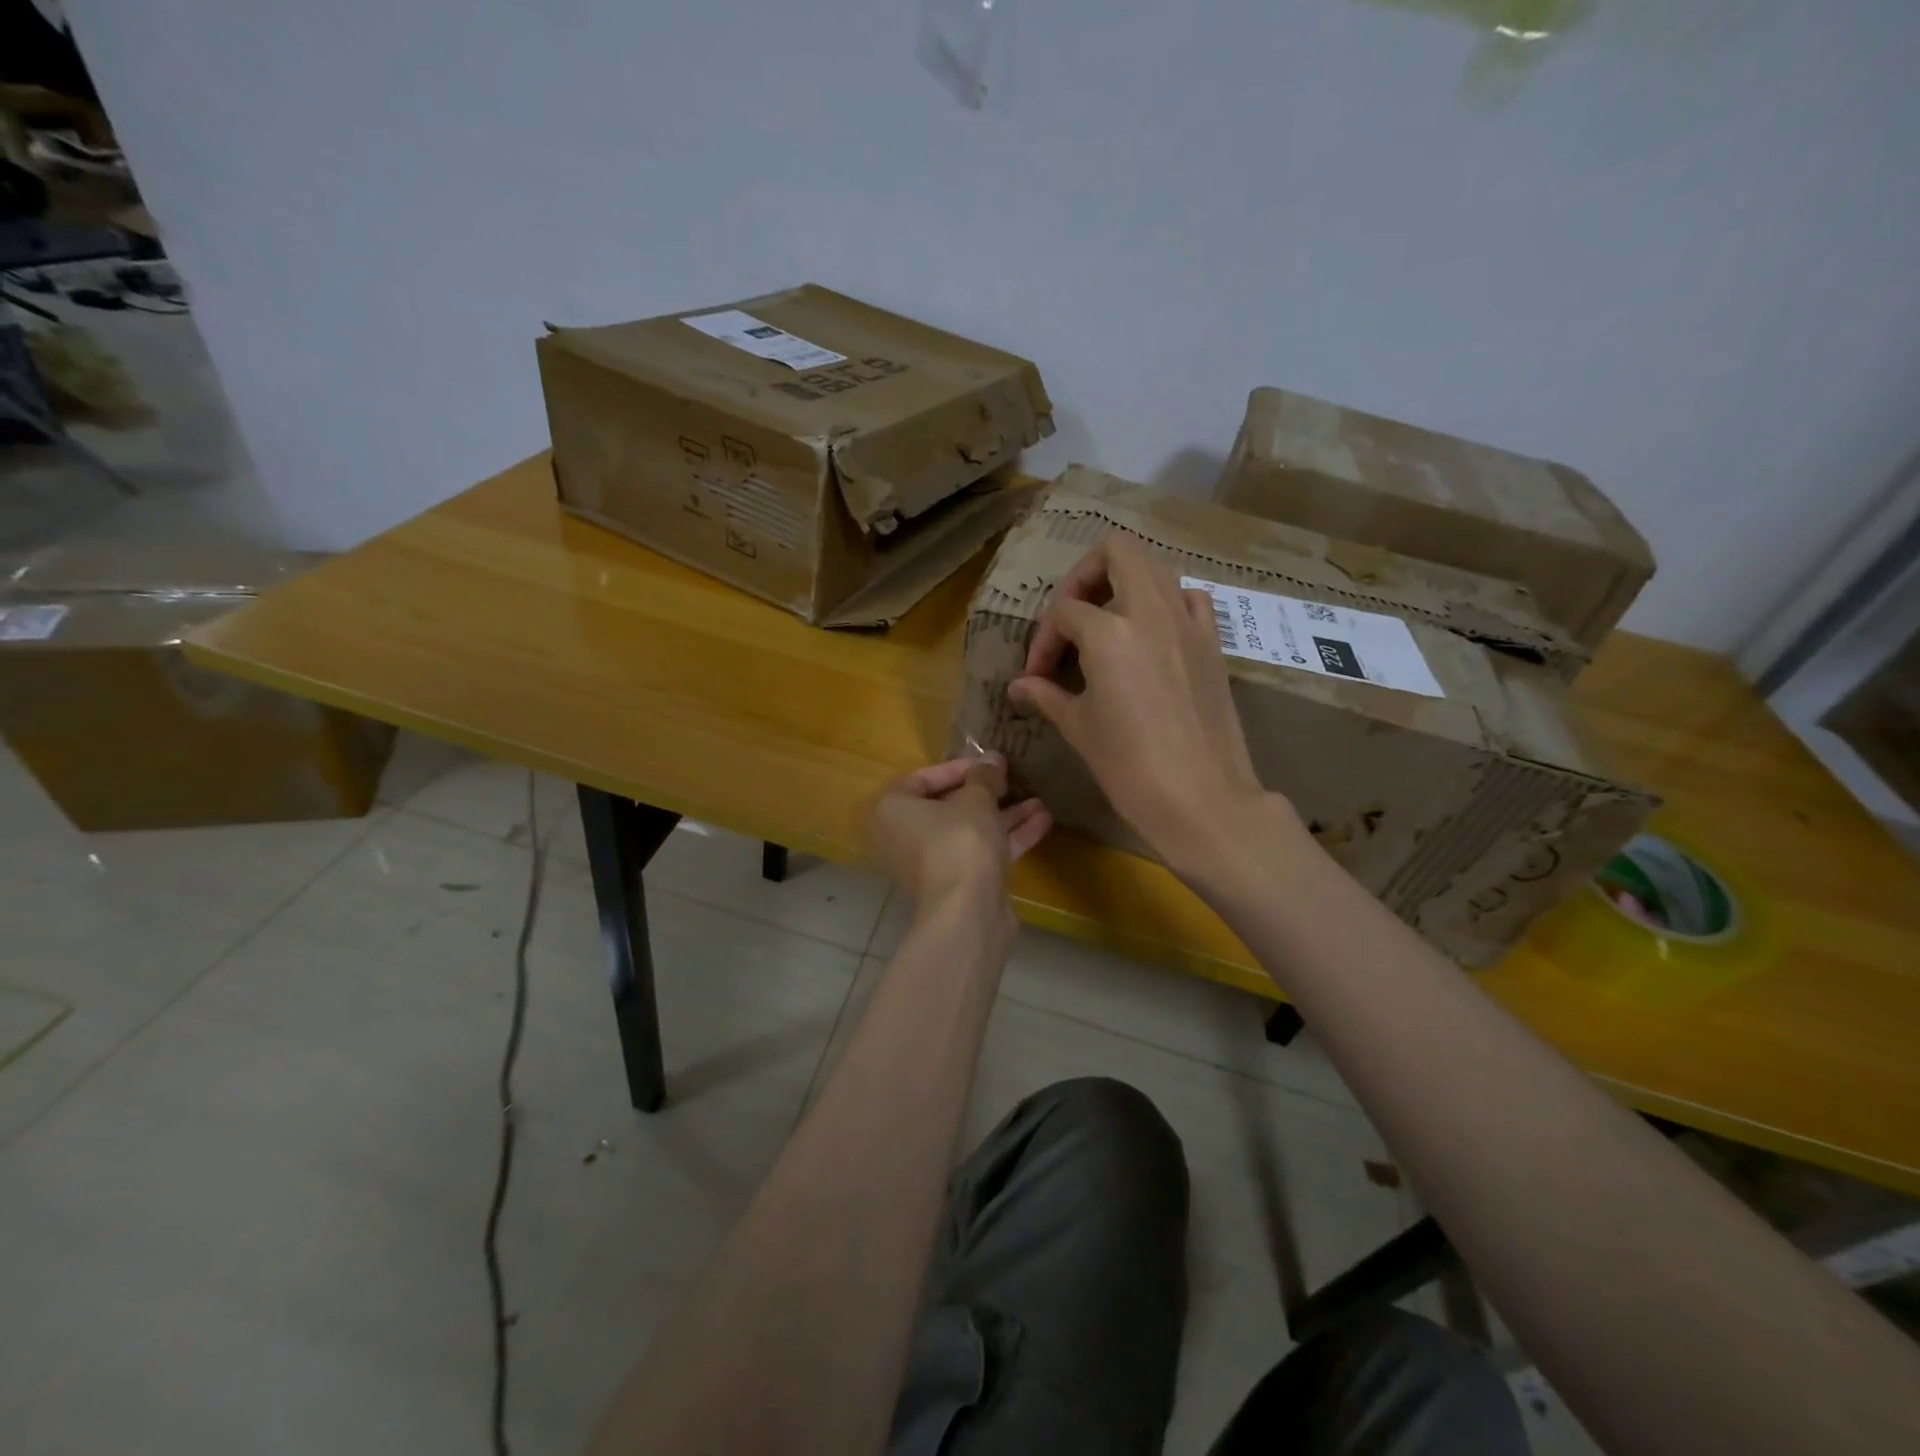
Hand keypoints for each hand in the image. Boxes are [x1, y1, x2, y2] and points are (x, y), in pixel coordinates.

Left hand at [867, 754, 1050, 905]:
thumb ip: (984, 776)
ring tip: (1039, 800)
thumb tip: (992, 759)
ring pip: (967, 831)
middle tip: (1012, 780)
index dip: (958, 767)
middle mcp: (902, 837)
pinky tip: (1042, 822)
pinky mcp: (955, 885)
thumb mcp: (976, 800)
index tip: (989, 764)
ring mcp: (929, 864)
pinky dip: (1006, 838)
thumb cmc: (960, 842)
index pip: (922, 778)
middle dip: (985, 793)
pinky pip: (978, 853)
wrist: (967, 912)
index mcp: (892, 811)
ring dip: (1003, 815)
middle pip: (947, 807)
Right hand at [1009, 534, 1284, 870]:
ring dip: (1125, 584)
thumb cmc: (1130, 766)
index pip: (1064, 612)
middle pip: (1117, 552)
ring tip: (1107, 626)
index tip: (1036, 676)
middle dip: (1084, 575)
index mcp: (1110, 632)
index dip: (1043, 640)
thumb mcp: (1080, 728)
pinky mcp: (1213, 643)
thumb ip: (1047, 696)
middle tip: (1071, 618)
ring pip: (1156, 569)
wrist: (1202, 798)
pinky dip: (1166, 604)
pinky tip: (1151, 637)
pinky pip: (1190, 599)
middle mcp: (1151, 612)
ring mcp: (1189, 623)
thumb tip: (1019, 686)